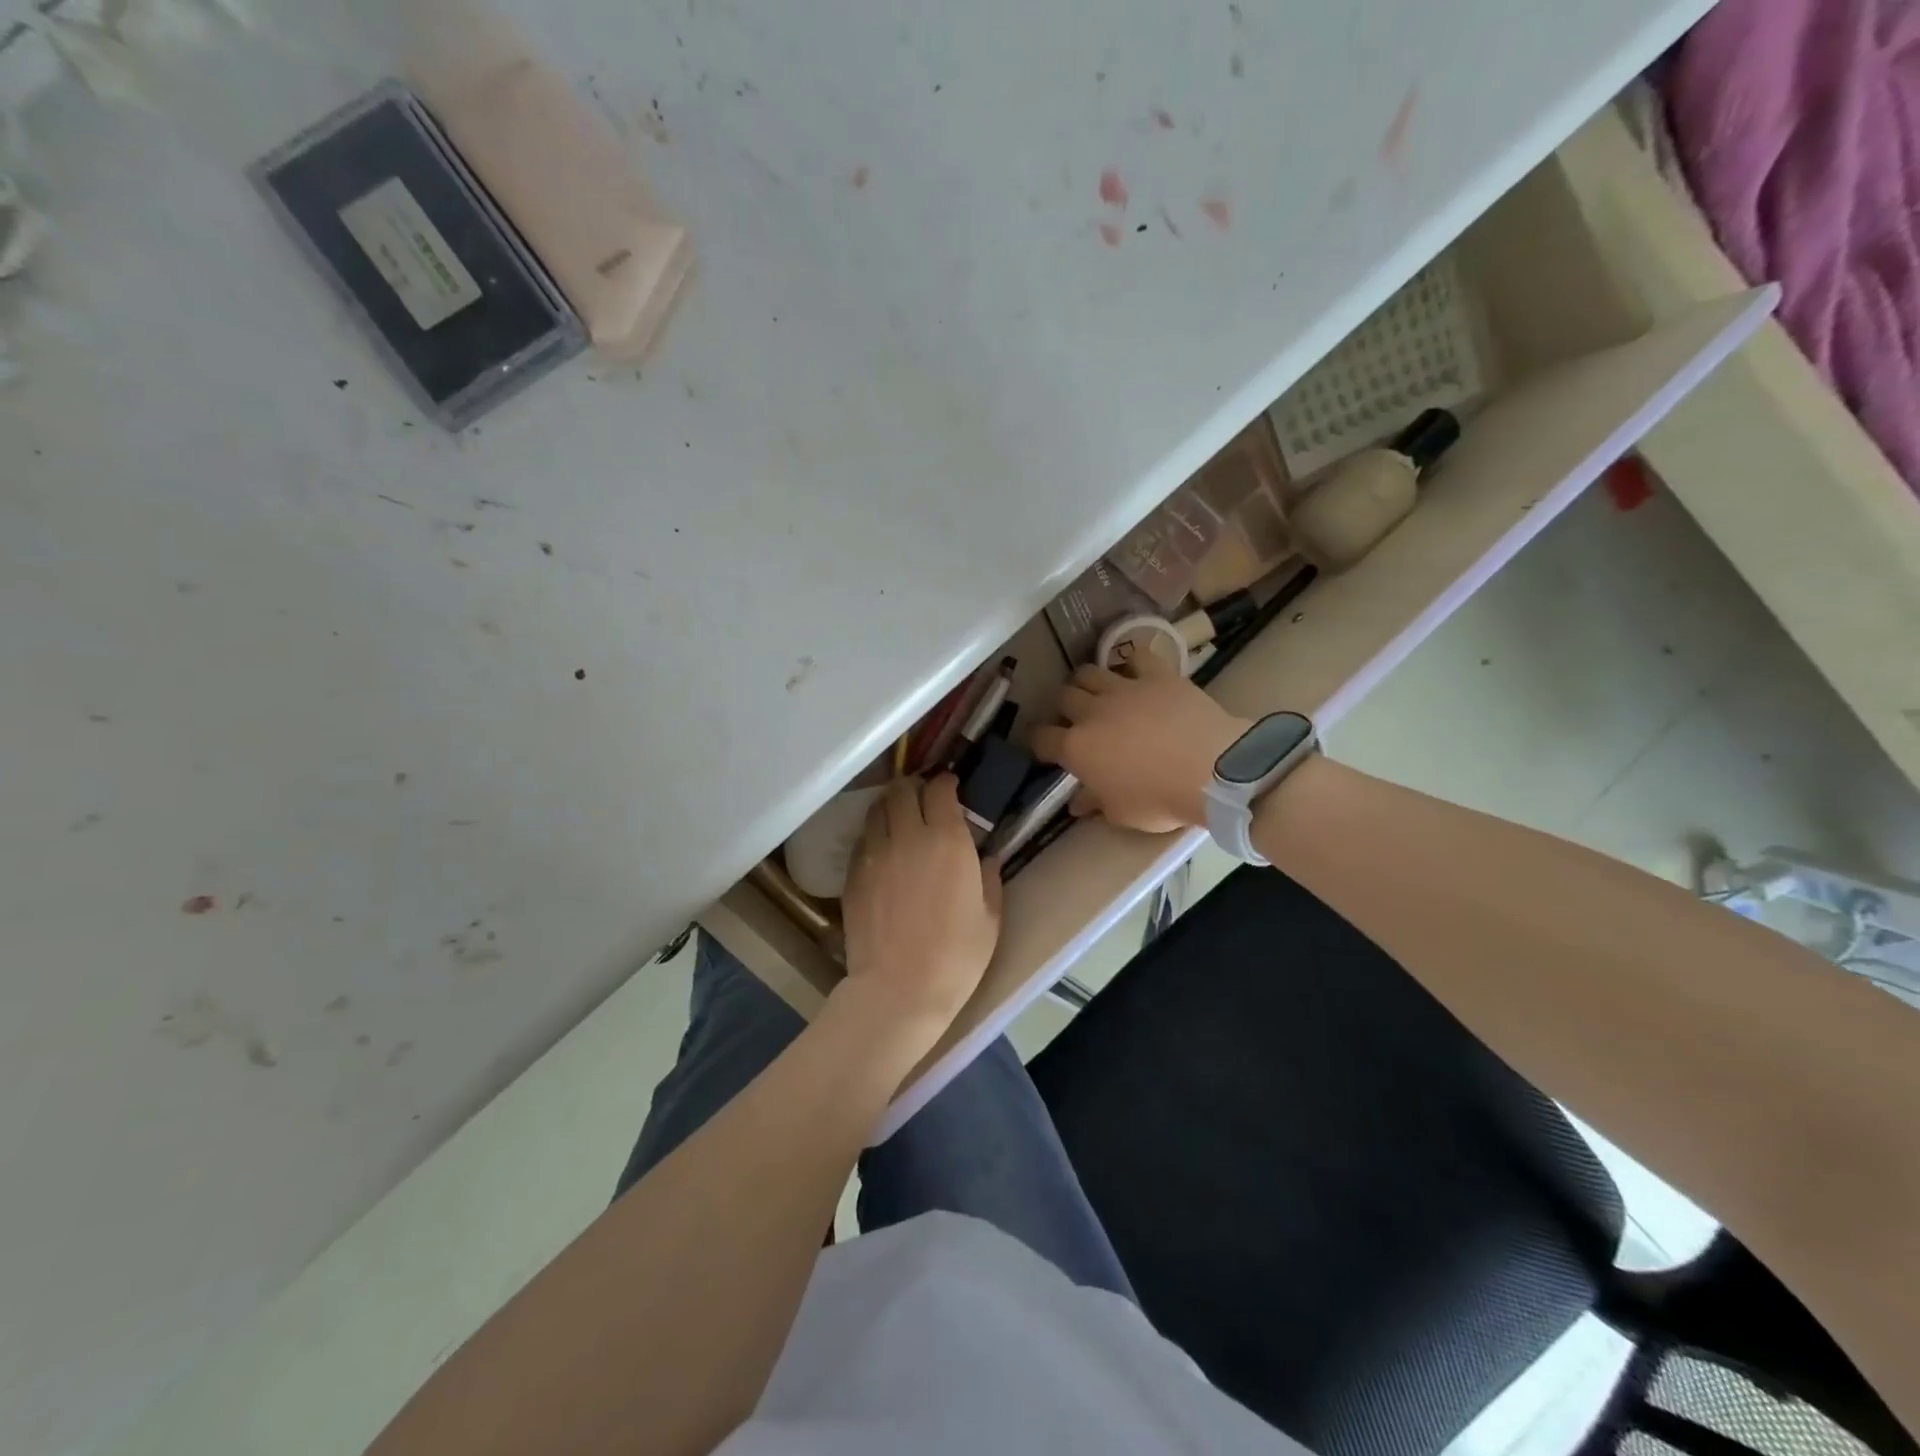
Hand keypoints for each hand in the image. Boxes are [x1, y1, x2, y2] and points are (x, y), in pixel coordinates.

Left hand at [839, 775, 1001, 1053]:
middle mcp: (908, 836)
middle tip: (923, 799)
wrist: (898, 989)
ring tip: (899, 818)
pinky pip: (862, 839)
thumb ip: (989, 879)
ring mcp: (875, 854)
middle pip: (902, 790)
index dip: (946, 783)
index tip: (951, 787)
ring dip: (890, 806)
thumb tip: (986, 858)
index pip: (940, 790)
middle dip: (914, 787)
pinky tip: (882, 850)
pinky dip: (874, 834)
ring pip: (877, 809)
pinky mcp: (853, 874)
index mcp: (948, 841)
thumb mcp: (989, 918)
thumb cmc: (956, 957)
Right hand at [1031, 654, 1248, 832]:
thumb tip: (1078, 803)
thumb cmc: (1160, 799)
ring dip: (1088, 682)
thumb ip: (1096, 802)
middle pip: (1063, 697)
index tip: (1045, 749)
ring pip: (1089, 672)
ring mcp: (1124, 689)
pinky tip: (1138, 673)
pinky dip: (1133, 664)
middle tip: (1076, 719)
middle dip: (1064, 707)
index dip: (1039, 742)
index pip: (1041, 739)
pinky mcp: (1157, 675)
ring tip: (1098, 692)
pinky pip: (1137, 657)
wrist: (1212, 770)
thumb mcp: (1122, 813)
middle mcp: (1092, 712)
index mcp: (1077, 748)